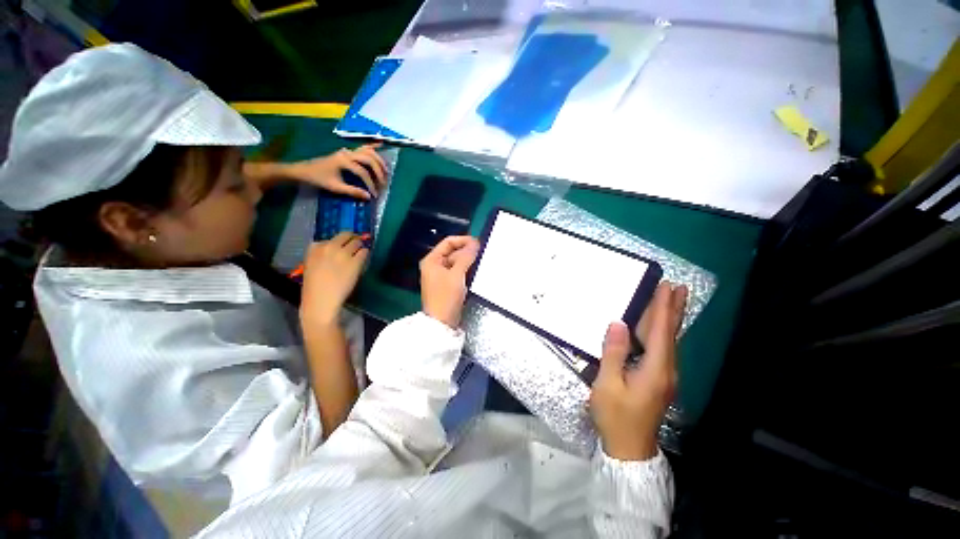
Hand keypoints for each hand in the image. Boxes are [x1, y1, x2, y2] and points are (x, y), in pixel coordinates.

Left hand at [287, 144, 387, 198]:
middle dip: (378, 171)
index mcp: (343, 161)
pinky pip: (362, 147)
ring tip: (386, 171)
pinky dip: (372, 146)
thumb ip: (352, 191)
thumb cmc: (319, 179)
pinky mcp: (347, 152)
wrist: (304, 170)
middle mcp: (347, 154)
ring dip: (378, 160)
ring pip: (368, 152)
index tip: (374, 195)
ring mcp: (348, 151)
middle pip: (369, 159)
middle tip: (383, 183)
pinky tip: (381, 144)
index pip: (363, 172)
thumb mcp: (335, 187)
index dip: (371, 184)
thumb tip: (368, 197)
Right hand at [300, 232, 367, 326]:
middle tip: (355, 245)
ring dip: (359, 246)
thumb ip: (320, 255)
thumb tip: (334, 250)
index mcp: (314, 248)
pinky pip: (364, 252)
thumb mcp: (311, 266)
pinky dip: (365, 254)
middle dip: (351, 239)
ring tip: (359, 253)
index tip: (340, 248)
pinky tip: (363, 260)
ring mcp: (343, 254)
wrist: (321, 301)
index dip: (338, 243)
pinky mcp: (355, 262)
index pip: (330, 239)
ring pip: (357, 242)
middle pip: (345, 235)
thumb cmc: (314, 288)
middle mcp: (329, 247)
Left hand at [420, 236, 479, 327]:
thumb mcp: (457, 274)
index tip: (478, 243)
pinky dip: (466, 270)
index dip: (463, 240)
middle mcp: (435, 265)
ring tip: (481, 262)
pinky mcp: (447, 284)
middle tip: (482, 253)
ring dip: (468, 261)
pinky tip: (476, 272)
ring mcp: (441, 275)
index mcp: (432, 260)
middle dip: (467, 252)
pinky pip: (458, 272)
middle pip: (453, 252)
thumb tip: (475, 244)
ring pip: (457, 262)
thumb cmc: (446, 296)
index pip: (448, 242)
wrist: (442, 322)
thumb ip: (466, 257)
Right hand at [590, 283, 687, 460]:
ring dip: (671, 319)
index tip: (666, 287)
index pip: (660, 331)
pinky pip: (664, 349)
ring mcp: (665, 376)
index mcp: (655, 369)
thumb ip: (613, 353)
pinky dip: (664, 333)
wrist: (629, 449)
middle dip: (674, 309)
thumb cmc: (615, 416)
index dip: (662, 308)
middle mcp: (666, 370)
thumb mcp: (608, 384)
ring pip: (670, 341)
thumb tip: (617, 323)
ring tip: (674, 301)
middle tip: (679, 288)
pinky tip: (661, 329)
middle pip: (671, 334)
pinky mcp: (659, 380)